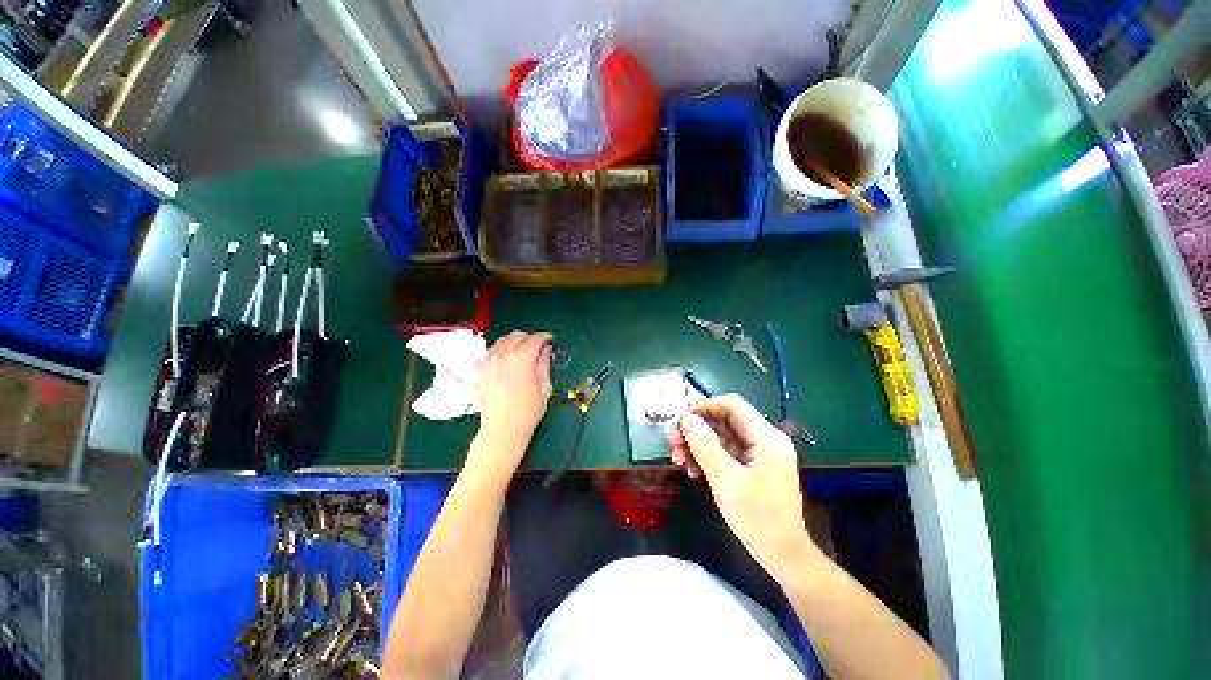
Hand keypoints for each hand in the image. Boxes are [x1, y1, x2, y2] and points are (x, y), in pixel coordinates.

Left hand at [472, 331, 553, 471]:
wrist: (503, 429)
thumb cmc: (529, 411)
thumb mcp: (544, 386)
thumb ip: (544, 363)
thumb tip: (546, 349)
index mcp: (521, 359)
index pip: (534, 339)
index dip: (544, 337)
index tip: (550, 339)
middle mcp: (503, 356)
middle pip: (517, 336)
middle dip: (529, 338)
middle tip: (538, 345)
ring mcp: (488, 362)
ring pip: (501, 341)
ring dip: (514, 341)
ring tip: (522, 350)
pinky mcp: (480, 370)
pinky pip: (490, 352)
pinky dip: (500, 351)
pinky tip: (506, 358)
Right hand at [670, 395, 817, 582]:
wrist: (783, 555)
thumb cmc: (757, 518)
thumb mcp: (725, 479)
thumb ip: (704, 445)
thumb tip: (686, 418)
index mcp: (766, 437)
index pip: (732, 405)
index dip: (704, 407)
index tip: (681, 420)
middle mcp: (765, 439)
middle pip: (725, 420)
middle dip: (697, 429)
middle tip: (674, 444)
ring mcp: (761, 453)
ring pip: (722, 436)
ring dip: (699, 445)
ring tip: (679, 460)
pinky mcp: (755, 465)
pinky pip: (727, 452)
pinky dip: (709, 457)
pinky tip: (693, 471)